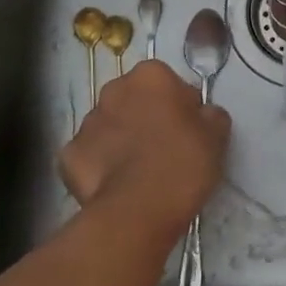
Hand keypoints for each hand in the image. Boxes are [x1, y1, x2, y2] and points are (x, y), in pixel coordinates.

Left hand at [59, 59, 229, 241]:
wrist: (137, 210)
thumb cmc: (182, 163)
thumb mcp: (217, 135)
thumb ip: (211, 114)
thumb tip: (202, 114)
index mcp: (151, 75)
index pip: (169, 82)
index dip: (180, 106)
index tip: (188, 131)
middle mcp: (114, 89)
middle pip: (134, 100)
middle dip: (146, 117)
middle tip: (165, 149)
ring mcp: (87, 122)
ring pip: (110, 126)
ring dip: (121, 140)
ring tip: (139, 172)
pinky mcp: (68, 155)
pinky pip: (89, 155)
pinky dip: (99, 166)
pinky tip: (115, 186)